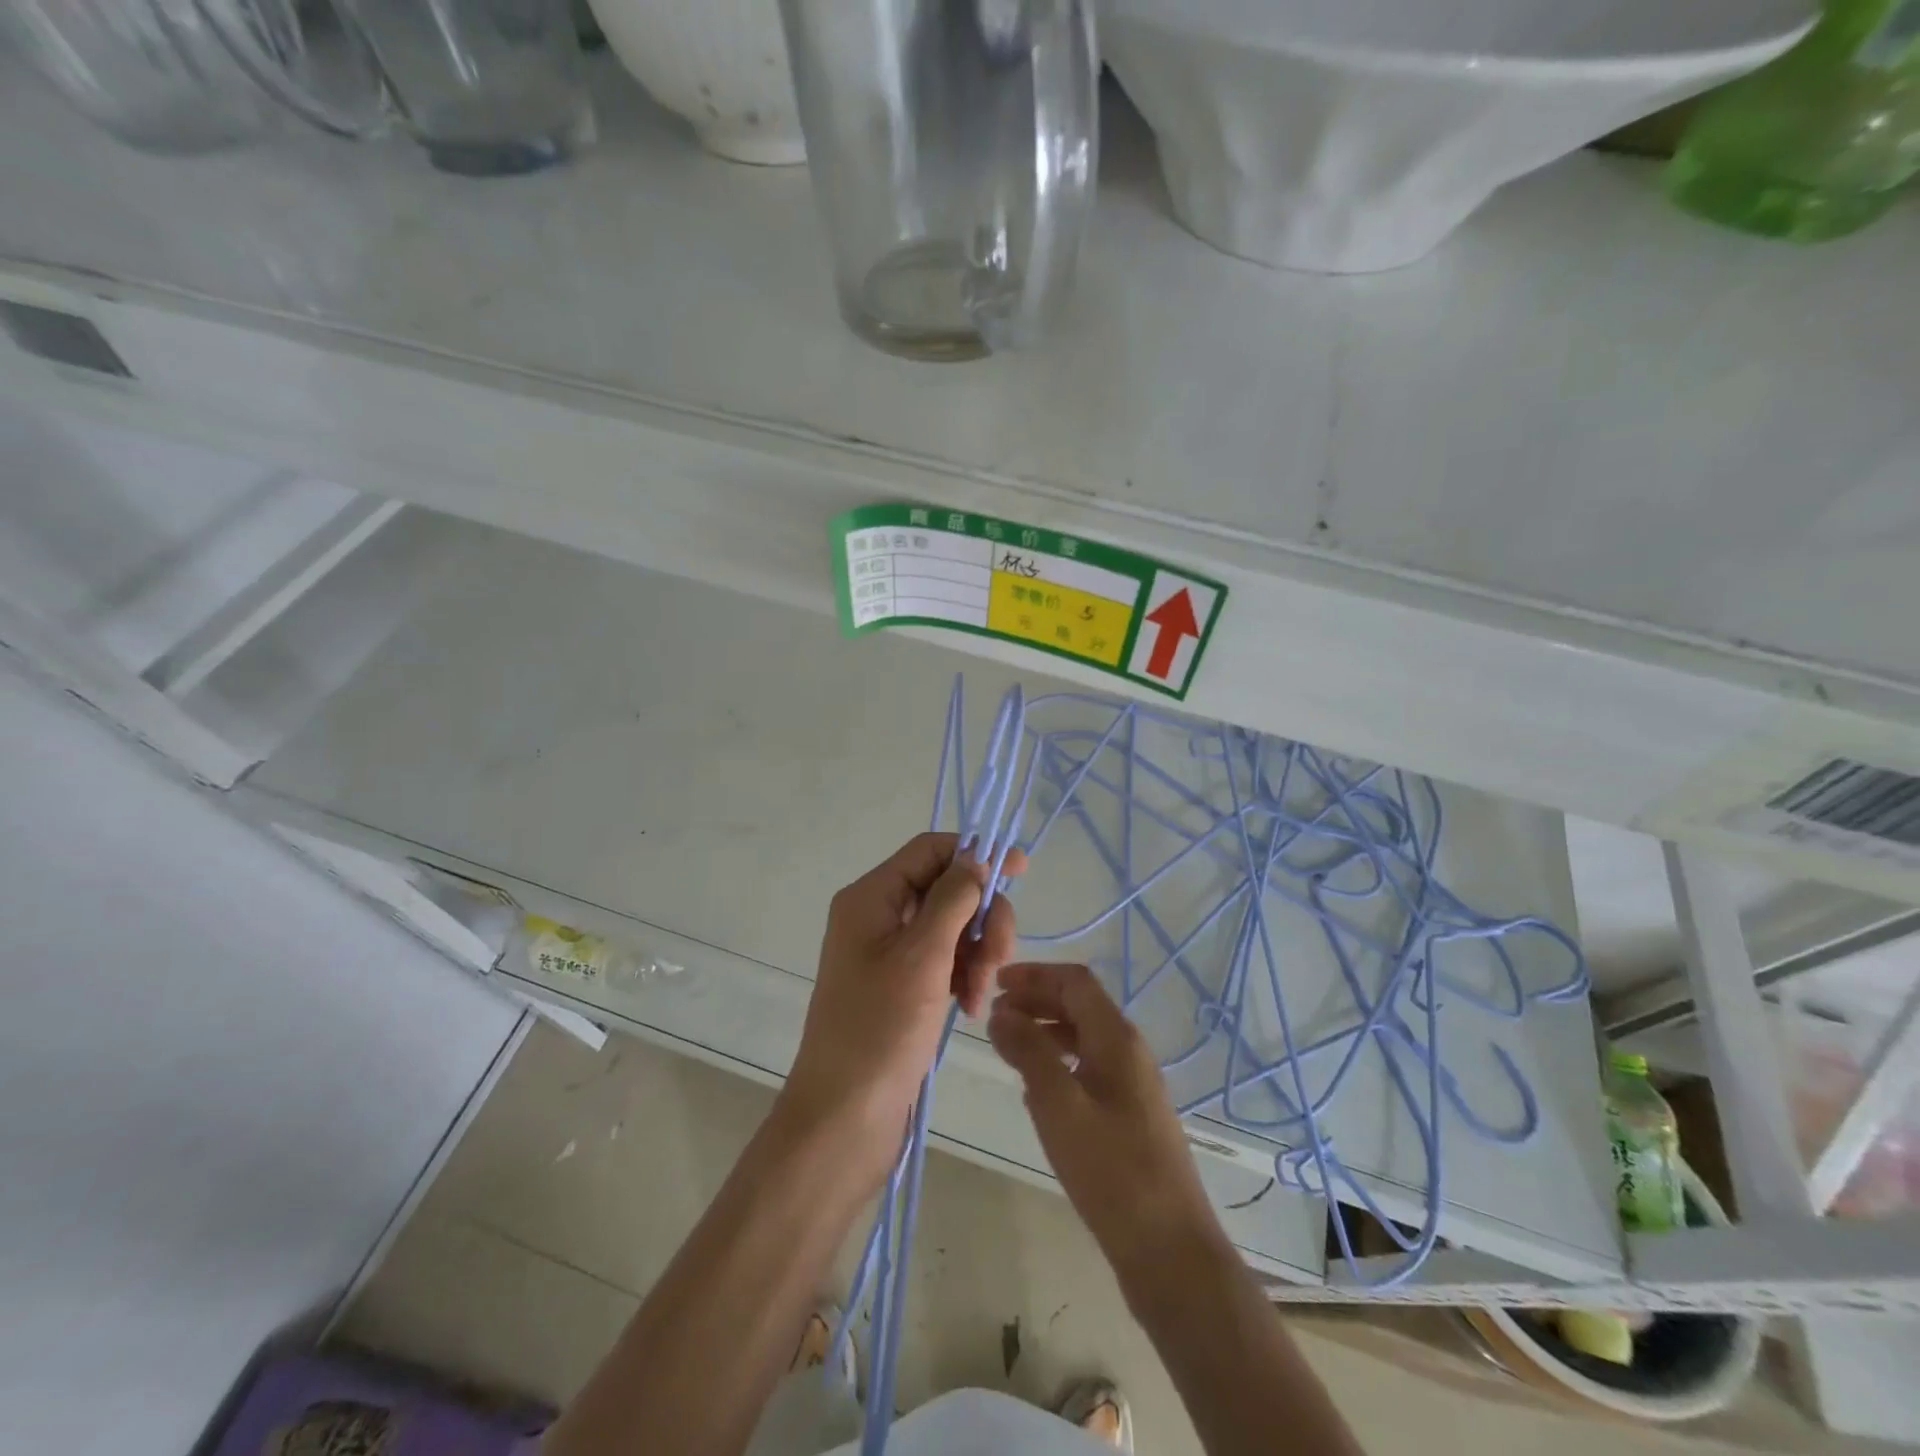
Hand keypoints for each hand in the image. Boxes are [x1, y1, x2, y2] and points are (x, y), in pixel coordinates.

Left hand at [784, 833, 1024, 1165]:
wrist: (844, 1118)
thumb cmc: (879, 1031)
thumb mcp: (921, 957)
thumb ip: (952, 900)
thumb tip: (975, 859)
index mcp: (871, 898)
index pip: (930, 850)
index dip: (976, 854)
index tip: (1020, 872)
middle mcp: (879, 916)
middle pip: (947, 888)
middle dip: (981, 919)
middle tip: (998, 960)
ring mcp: (890, 952)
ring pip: (953, 926)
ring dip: (978, 953)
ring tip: (980, 995)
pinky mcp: (903, 984)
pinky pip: (945, 959)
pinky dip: (965, 975)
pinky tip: (971, 1007)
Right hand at [988, 962, 1227, 1277]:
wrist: (1169, 1251)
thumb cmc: (1111, 1169)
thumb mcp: (1058, 1104)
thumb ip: (1028, 1051)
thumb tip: (1001, 1012)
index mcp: (1117, 1038)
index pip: (1075, 982)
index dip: (1035, 975)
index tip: (996, 985)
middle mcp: (1129, 1052)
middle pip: (1080, 1006)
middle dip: (1037, 1001)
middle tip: (995, 1017)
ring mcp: (1132, 1086)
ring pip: (1084, 1040)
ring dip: (1045, 1033)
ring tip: (1008, 1049)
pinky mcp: (1130, 1117)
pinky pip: (1088, 1071)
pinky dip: (1058, 1065)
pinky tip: (1035, 1092)